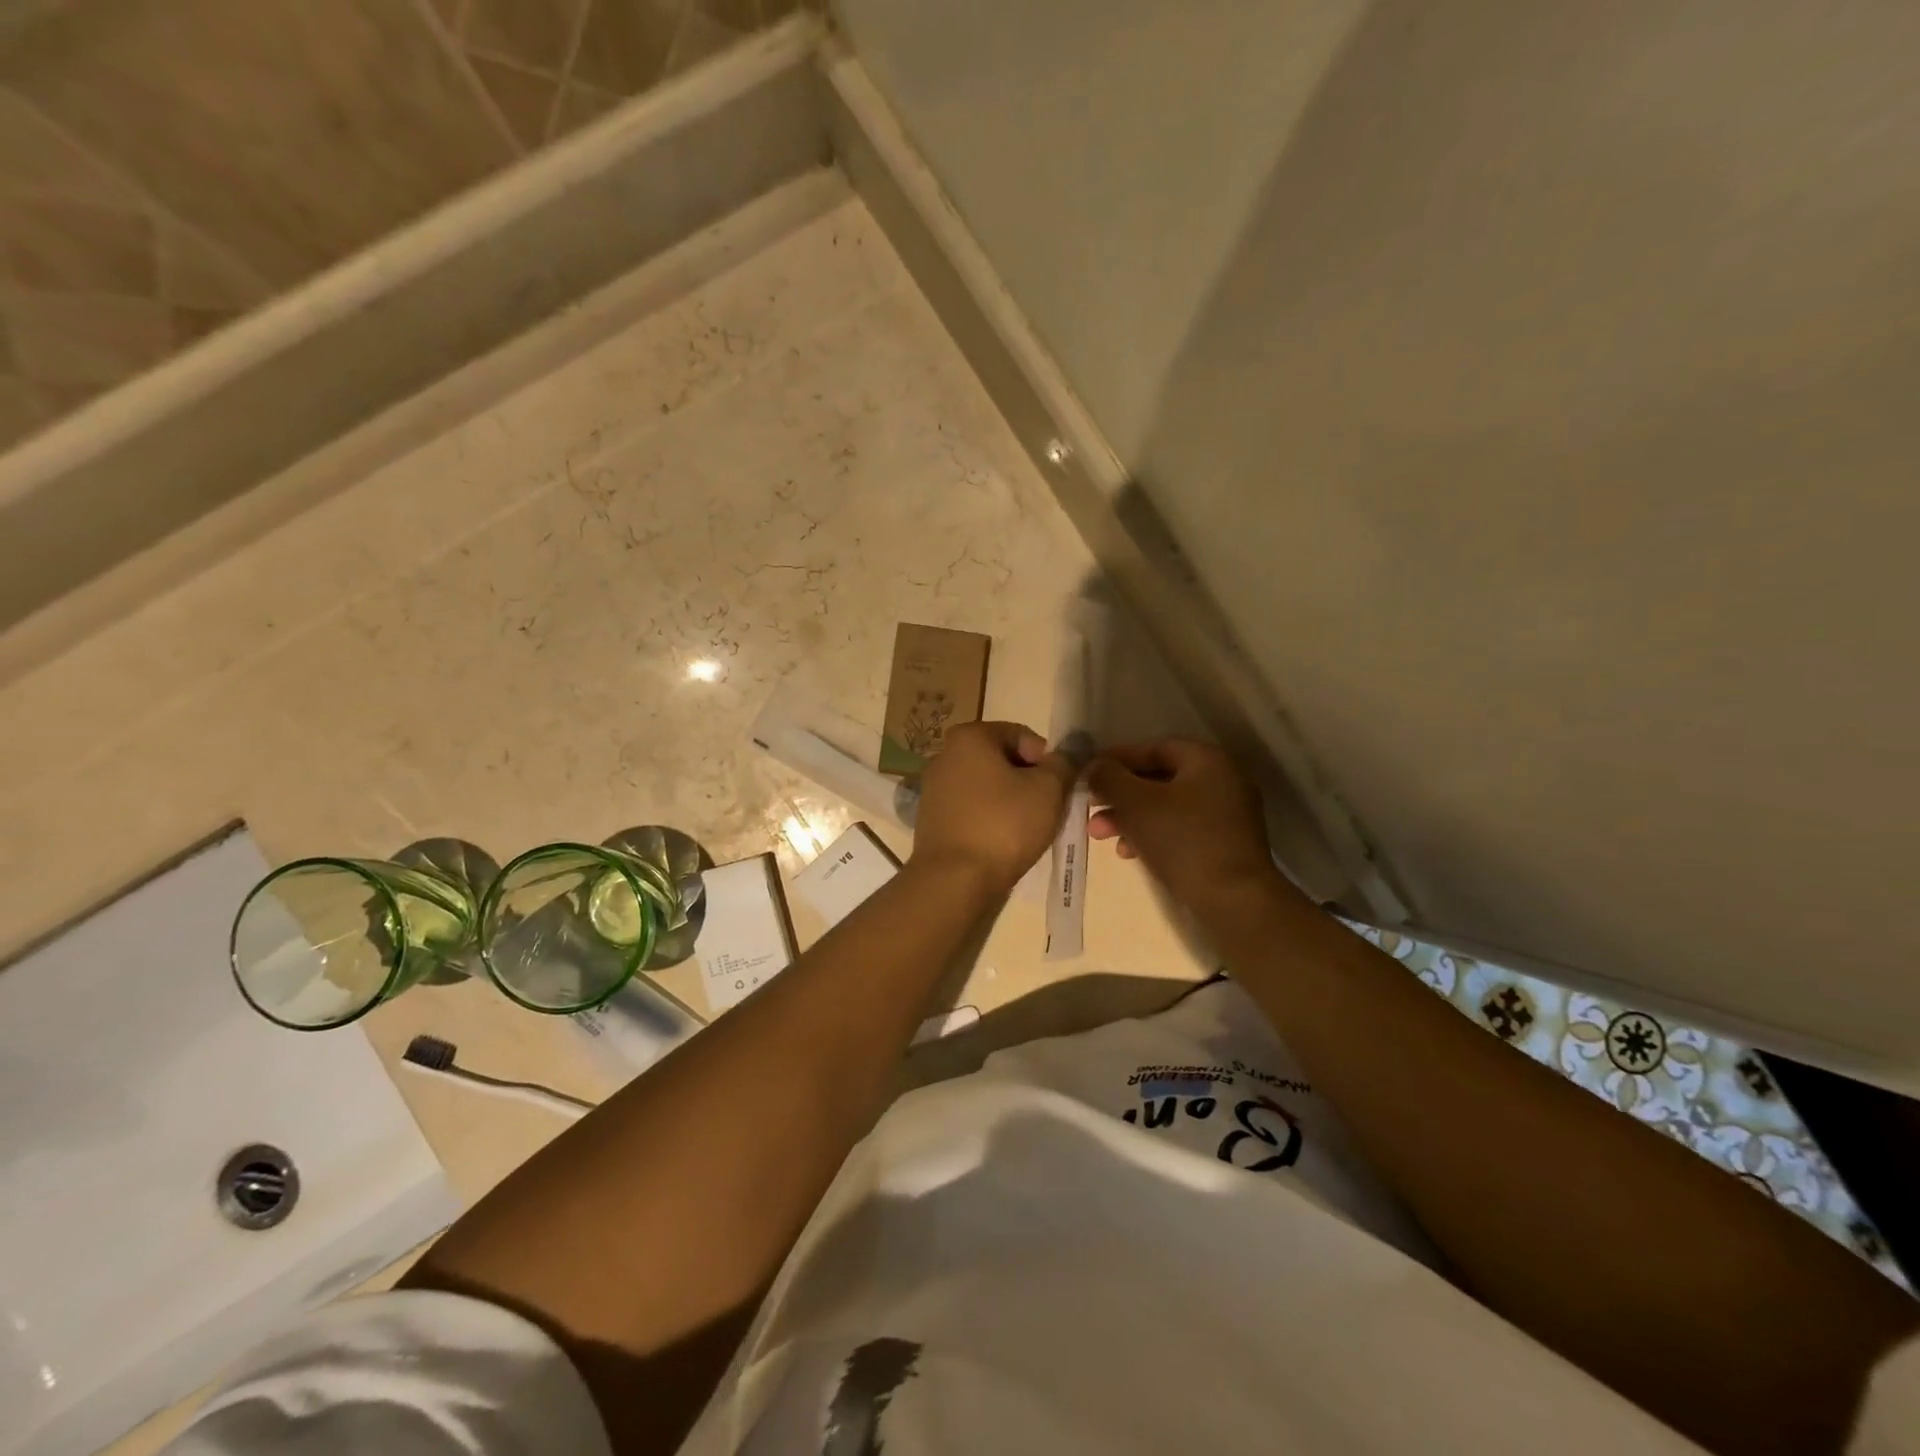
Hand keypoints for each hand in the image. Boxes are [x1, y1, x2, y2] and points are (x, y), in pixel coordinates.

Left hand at [911, 721, 1076, 891]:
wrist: (955, 880)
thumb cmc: (1004, 825)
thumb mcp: (1049, 790)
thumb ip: (1063, 764)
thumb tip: (1067, 754)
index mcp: (969, 737)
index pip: (1022, 735)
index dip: (1047, 760)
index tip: (1058, 788)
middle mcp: (944, 755)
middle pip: (1002, 760)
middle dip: (1028, 780)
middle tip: (1048, 809)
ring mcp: (933, 788)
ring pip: (986, 786)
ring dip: (1010, 801)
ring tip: (1027, 829)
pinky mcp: (930, 819)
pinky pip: (971, 809)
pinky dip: (989, 818)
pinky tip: (1002, 841)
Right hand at [1087, 739, 1278, 912]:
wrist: (1233, 900)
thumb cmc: (1182, 839)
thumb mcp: (1135, 803)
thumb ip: (1109, 778)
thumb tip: (1095, 766)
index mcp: (1207, 760)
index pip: (1154, 748)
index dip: (1117, 759)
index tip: (1089, 773)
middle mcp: (1223, 781)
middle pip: (1159, 779)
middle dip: (1120, 795)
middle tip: (1090, 808)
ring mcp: (1228, 815)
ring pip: (1167, 807)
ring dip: (1131, 818)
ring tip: (1101, 835)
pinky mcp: (1225, 845)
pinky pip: (1181, 830)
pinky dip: (1153, 835)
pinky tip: (1129, 853)